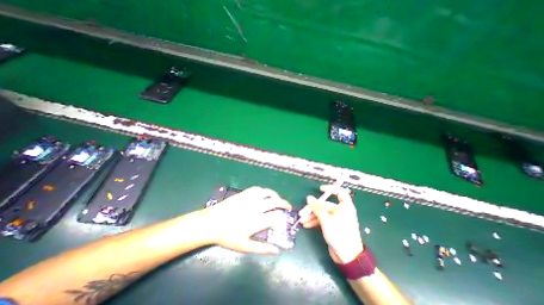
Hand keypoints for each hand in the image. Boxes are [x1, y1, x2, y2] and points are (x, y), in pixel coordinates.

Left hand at [201, 186, 293, 254]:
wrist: (212, 222)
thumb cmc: (228, 236)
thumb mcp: (245, 246)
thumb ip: (262, 248)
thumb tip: (277, 251)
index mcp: (258, 220)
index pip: (277, 217)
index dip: (282, 219)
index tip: (283, 222)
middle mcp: (257, 207)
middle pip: (275, 201)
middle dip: (284, 203)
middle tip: (287, 206)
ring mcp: (250, 198)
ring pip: (268, 192)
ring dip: (275, 195)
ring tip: (277, 198)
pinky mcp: (244, 193)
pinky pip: (257, 189)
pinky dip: (263, 191)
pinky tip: (263, 194)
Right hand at [299, 184, 362, 262]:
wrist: (347, 257)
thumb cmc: (339, 235)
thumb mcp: (326, 220)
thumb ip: (317, 208)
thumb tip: (309, 197)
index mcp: (344, 207)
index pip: (340, 193)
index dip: (331, 189)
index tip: (320, 189)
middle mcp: (340, 211)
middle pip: (325, 205)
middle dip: (313, 208)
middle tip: (302, 212)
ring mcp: (335, 219)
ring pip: (322, 213)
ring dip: (311, 216)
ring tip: (302, 220)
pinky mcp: (332, 226)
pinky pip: (322, 220)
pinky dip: (314, 221)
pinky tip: (306, 224)